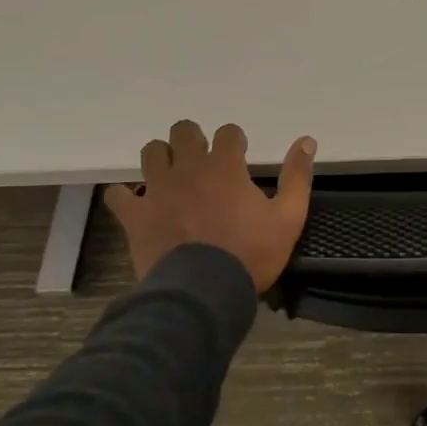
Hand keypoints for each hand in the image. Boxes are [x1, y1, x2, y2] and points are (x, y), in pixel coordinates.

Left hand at [104, 120, 316, 292]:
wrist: (203, 293)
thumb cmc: (250, 254)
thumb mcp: (288, 217)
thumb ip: (297, 176)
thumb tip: (307, 140)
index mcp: (225, 166)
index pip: (228, 132)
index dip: (234, 141)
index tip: (240, 156)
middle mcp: (189, 169)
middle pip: (184, 132)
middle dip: (193, 139)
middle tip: (202, 161)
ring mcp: (158, 190)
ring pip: (151, 153)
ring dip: (162, 158)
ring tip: (171, 176)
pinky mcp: (136, 216)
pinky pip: (118, 195)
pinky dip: (126, 196)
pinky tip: (137, 204)